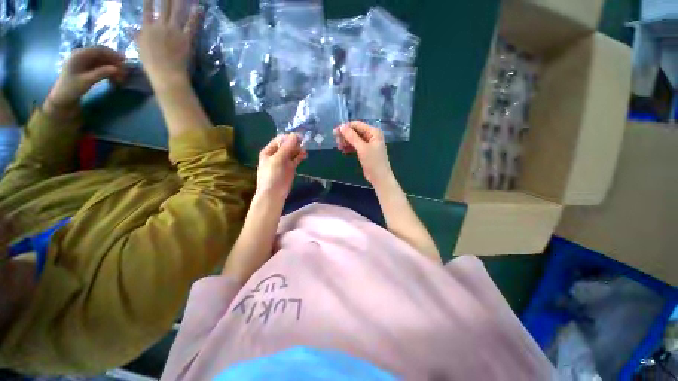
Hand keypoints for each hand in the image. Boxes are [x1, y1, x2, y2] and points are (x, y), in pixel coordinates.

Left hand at [46, 46, 125, 115]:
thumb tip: (116, 69)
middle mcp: (82, 55)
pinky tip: (114, 78)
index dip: (112, 54)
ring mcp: (85, 62)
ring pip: (103, 61)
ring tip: (121, 77)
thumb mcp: (86, 81)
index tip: (124, 60)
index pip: (98, 50)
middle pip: (102, 55)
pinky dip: (109, 71)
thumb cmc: (71, 89)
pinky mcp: (88, 68)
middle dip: (114, 62)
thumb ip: (101, 74)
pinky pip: (101, 67)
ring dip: (112, 68)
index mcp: (79, 55)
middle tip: (124, 71)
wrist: (63, 97)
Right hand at [137, 0, 200, 86]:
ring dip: (181, 1)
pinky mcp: (186, 39)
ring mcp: (174, 31)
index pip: (147, 8)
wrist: (166, 75)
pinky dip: (196, 16)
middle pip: (164, 5)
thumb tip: (130, 29)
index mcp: (147, 28)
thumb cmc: (152, 65)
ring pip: (177, 11)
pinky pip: (191, 25)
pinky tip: (199, 7)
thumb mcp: (140, 49)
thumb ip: (137, 37)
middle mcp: (160, 26)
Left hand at [257, 134, 306, 201]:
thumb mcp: (277, 159)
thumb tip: (296, 135)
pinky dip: (300, 156)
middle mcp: (276, 154)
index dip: (289, 137)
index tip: (299, 137)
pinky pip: (296, 159)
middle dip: (295, 143)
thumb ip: (286, 147)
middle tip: (304, 142)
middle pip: (287, 145)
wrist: (274, 193)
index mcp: (269, 151)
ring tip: (304, 150)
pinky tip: (305, 155)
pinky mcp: (291, 167)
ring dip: (298, 149)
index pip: (280, 139)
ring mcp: (284, 161)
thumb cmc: (272, 175)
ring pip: (293, 151)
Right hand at [334, 121, 393, 185]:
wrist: (379, 177)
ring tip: (339, 147)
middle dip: (345, 135)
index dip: (346, 127)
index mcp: (373, 132)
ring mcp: (368, 144)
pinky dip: (349, 147)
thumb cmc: (373, 161)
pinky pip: (355, 146)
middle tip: (336, 141)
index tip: (335, 132)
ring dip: (346, 142)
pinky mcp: (365, 151)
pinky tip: (343, 151)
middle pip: (355, 131)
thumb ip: (352, 137)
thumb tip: (342, 126)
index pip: (357, 125)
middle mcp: (371, 136)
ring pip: (354, 139)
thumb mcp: (362, 148)